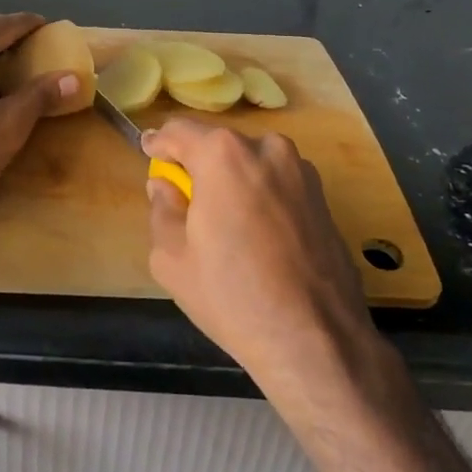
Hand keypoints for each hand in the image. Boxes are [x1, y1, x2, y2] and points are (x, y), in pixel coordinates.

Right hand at [143, 119, 382, 392]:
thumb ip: (162, 210)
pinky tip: (253, 233)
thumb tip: (165, 187)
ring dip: (231, 178)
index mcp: (223, 154)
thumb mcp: (172, 257)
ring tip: (221, 218)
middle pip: (218, 145)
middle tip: (182, 193)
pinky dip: (259, 194)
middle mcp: (266, 148)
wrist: (315, 340)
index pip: (179, 131)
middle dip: (197, 163)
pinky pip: (276, 183)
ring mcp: (301, 171)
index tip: (149, 150)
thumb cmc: (232, 295)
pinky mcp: (323, 197)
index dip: (159, 143)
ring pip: (250, 163)